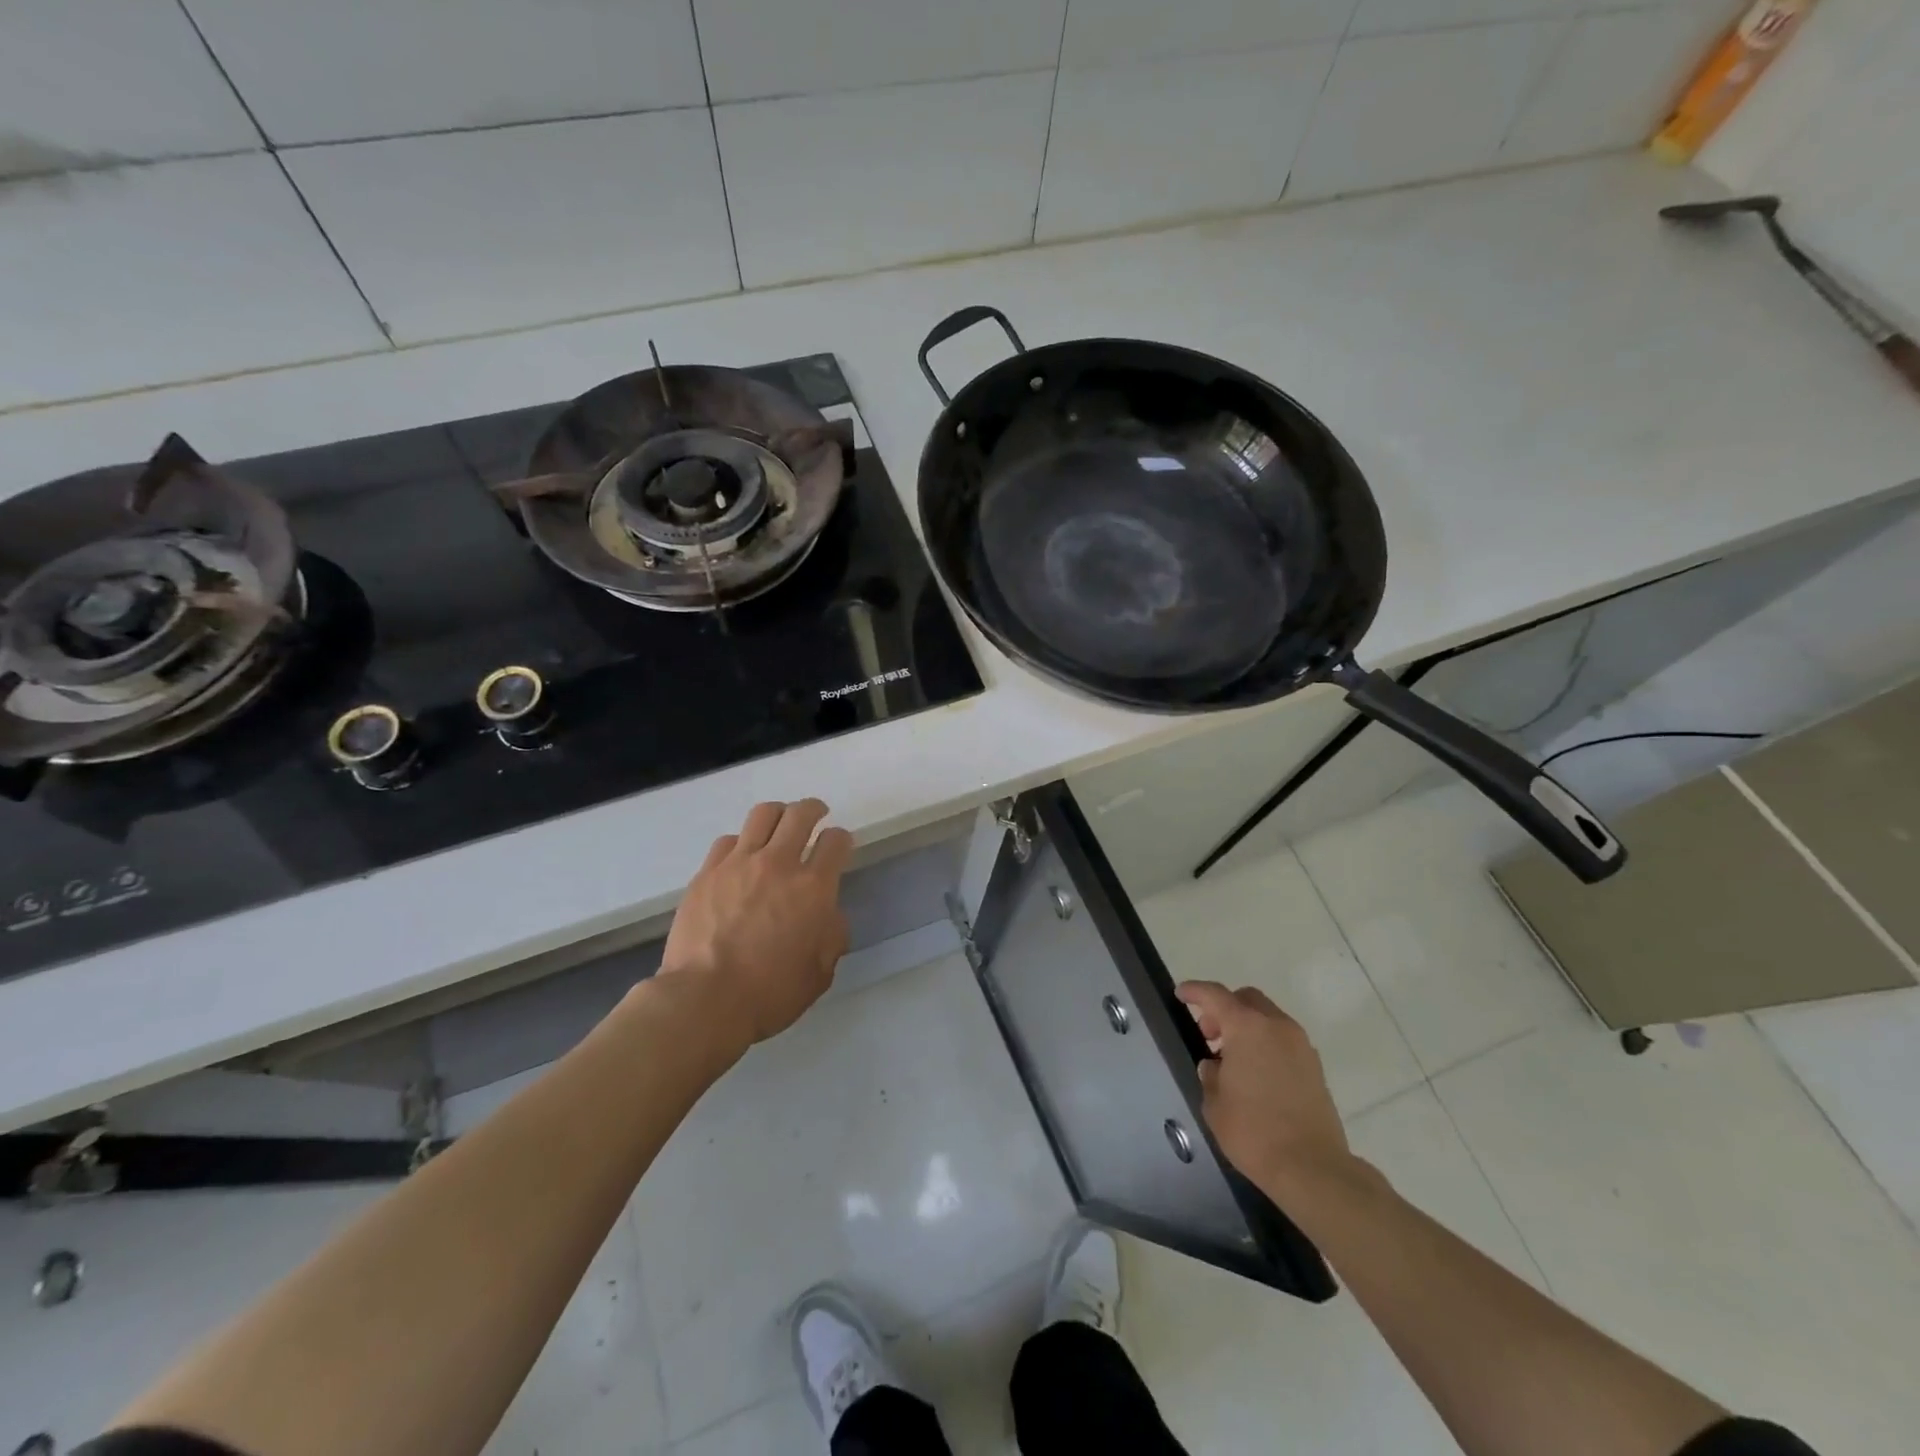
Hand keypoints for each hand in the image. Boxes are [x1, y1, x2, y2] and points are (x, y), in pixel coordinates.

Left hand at [660, 800, 853, 1048]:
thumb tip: (829, 917)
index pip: (835, 842)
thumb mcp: (820, 973)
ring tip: (779, 822)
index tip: (839, 844)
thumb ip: (832, 936)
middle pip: (800, 814)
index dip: (842, 839)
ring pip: (763, 815)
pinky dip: (741, 842)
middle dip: (814, 809)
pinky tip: (741, 855)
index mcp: (814, 888)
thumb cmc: (770, 993)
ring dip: (778, 814)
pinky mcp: (707, 873)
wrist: (705, 1000)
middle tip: (817, 813)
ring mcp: (739, 864)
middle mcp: (779, 864)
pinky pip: (728, 840)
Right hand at [1175, 981, 1357, 1200]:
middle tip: (1209, 1035)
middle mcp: (1277, 1027)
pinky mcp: (1315, 1068)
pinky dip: (1266, 1044)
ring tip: (1232, 1060)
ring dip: (1247, 1027)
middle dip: (1224, 1009)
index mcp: (1247, 1027)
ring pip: (1268, 1019)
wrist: (1312, 1168)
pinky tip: (1256, 1075)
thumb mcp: (1214, 1104)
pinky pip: (1284, 1040)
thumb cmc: (1253, 1132)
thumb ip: (1210, 1075)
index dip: (1195, 991)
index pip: (1215, 995)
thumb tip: (1216, 1067)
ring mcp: (1301, 1046)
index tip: (1181, 994)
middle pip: (1246, 999)